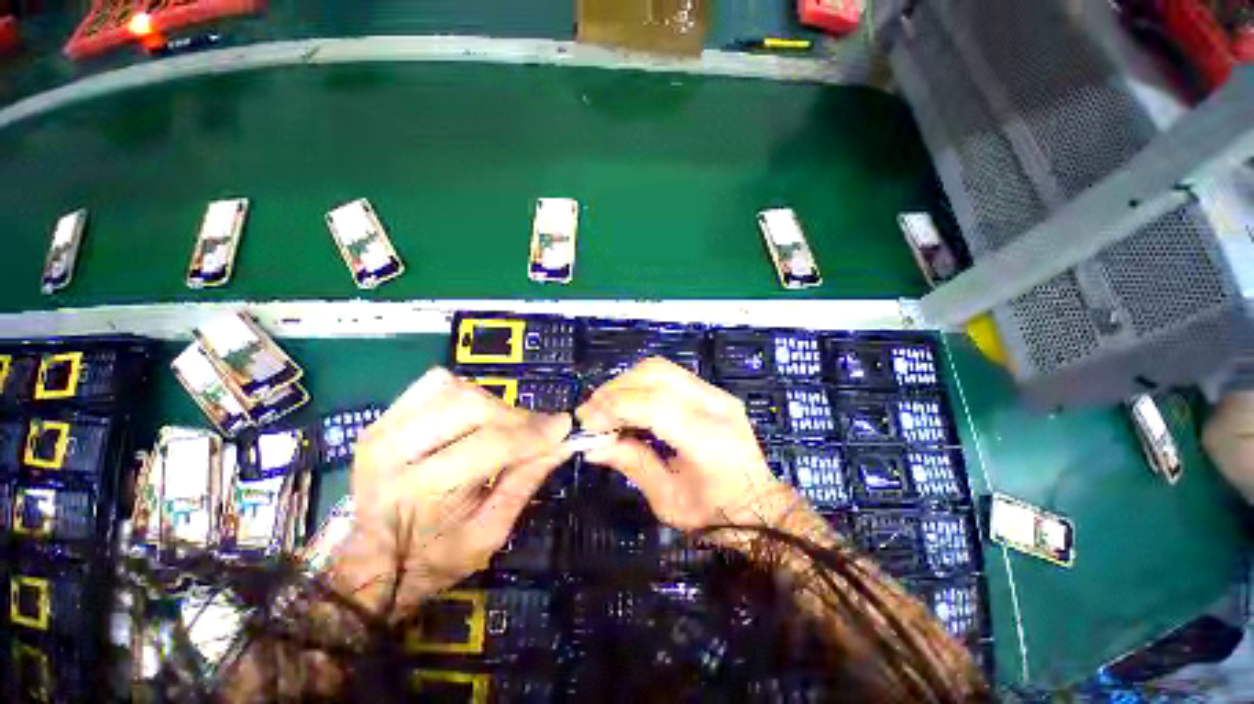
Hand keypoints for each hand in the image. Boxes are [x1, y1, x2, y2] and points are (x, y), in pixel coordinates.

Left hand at [331, 367, 571, 617]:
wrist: (369, 564)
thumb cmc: (432, 560)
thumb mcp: (489, 534)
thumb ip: (526, 482)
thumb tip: (562, 443)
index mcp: (419, 492)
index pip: (490, 444)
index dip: (533, 432)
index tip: (564, 427)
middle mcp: (394, 451)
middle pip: (474, 408)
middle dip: (517, 418)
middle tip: (537, 434)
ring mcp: (384, 427)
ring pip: (458, 389)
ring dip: (493, 406)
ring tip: (504, 430)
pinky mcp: (384, 417)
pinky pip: (436, 384)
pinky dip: (466, 393)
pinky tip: (473, 418)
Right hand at [576, 357, 796, 544]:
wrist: (760, 504)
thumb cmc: (716, 513)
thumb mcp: (668, 500)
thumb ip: (631, 464)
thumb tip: (592, 446)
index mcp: (707, 438)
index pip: (653, 405)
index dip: (613, 408)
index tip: (587, 423)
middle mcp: (714, 404)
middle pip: (655, 374)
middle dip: (615, 389)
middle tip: (591, 413)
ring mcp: (717, 393)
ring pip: (661, 368)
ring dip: (626, 382)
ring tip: (606, 407)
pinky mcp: (713, 391)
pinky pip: (669, 375)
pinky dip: (641, 384)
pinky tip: (630, 403)